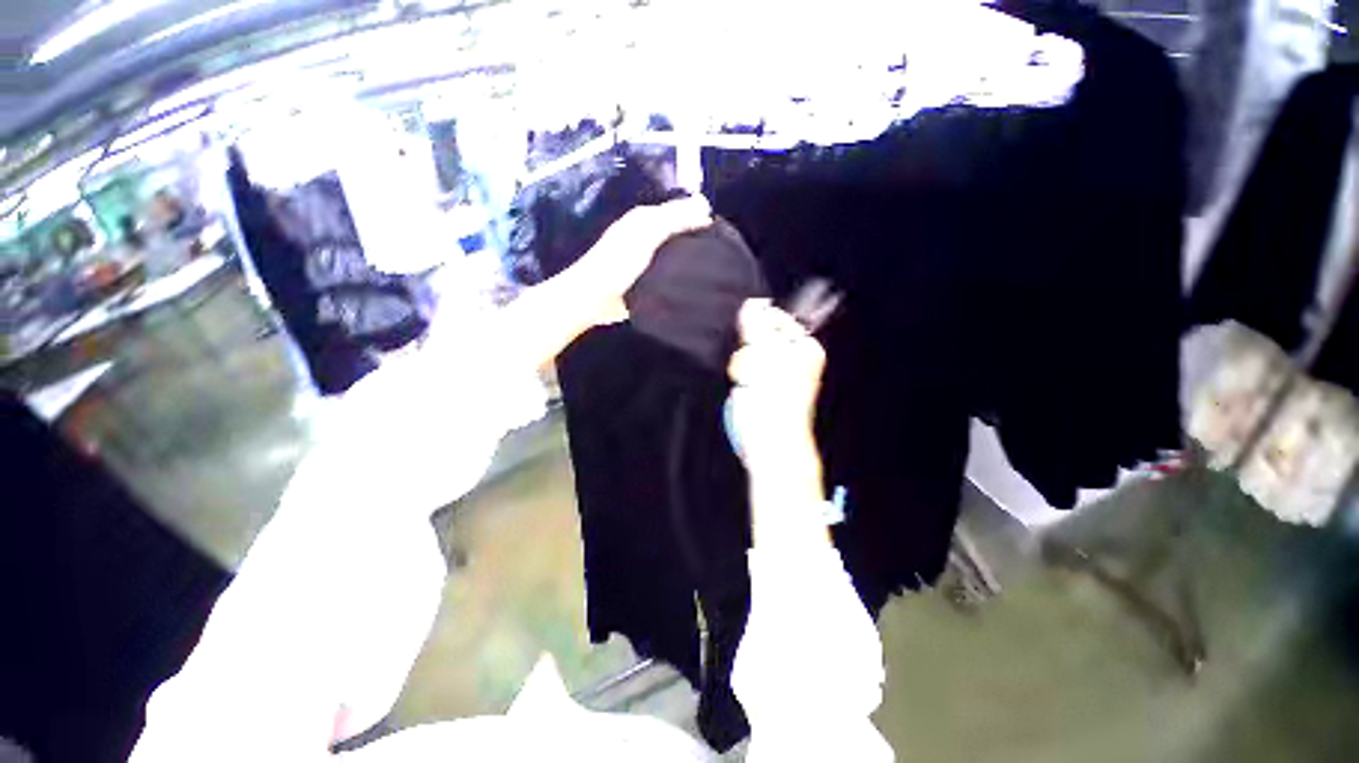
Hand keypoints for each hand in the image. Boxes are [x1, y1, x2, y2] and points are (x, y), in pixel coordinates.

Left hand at [573, 195, 712, 323]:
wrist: (594, 298)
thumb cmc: (618, 262)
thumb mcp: (646, 234)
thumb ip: (673, 220)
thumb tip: (705, 206)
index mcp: (645, 219)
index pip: (680, 209)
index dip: (699, 217)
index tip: (722, 234)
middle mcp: (648, 235)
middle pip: (679, 232)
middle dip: (698, 238)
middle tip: (722, 254)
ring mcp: (648, 260)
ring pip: (676, 254)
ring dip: (691, 259)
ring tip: (715, 270)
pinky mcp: (649, 280)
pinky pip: (670, 274)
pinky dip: (682, 276)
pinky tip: (697, 284)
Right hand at [727, 299, 825, 465]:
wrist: (767, 441)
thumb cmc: (774, 401)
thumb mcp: (767, 356)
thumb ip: (758, 326)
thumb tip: (754, 303)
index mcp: (804, 347)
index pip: (776, 318)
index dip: (761, 327)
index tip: (757, 343)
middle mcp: (791, 357)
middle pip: (758, 334)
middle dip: (750, 348)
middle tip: (755, 368)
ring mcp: (773, 371)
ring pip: (746, 351)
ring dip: (743, 364)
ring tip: (749, 381)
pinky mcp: (758, 384)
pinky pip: (742, 366)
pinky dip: (739, 374)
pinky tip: (744, 386)